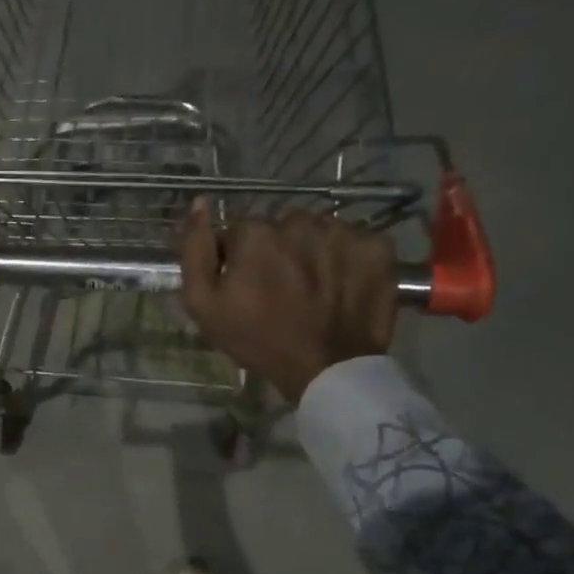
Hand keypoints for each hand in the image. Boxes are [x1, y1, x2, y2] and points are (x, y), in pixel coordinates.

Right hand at [179, 200, 397, 402]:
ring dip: (313, 251)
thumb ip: (195, 250)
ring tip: (313, 288)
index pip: (241, 231)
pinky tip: (341, 285)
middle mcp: (300, 221)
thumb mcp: (203, 304)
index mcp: (256, 233)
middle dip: (278, 250)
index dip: (240, 258)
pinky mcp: (377, 247)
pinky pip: (355, 241)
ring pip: (319, 231)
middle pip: (282, 228)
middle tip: (281, 289)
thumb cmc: (257, 339)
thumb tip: (199, 203)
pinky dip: (348, 258)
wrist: (326, 369)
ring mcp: (343, 232)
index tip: (246, 286)